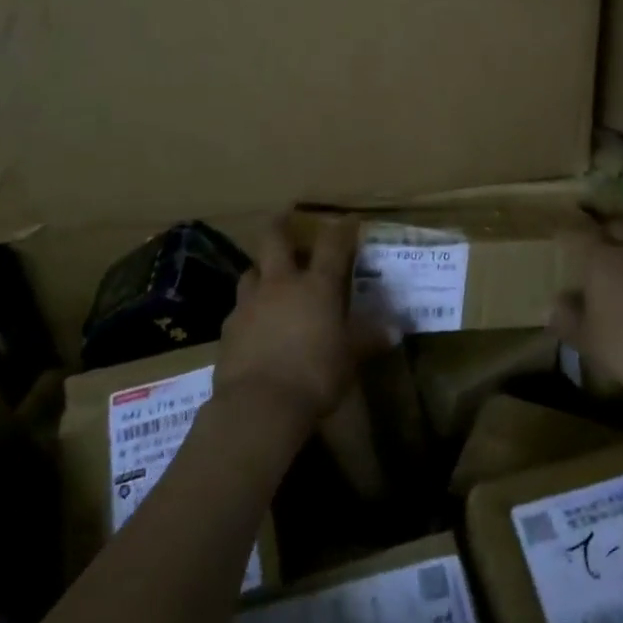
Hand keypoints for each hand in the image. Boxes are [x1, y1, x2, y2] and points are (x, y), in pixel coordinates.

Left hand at [215, 216, 384, 429]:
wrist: (259, 404)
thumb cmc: (315, 374)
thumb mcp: (349, 358)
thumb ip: (369, 339)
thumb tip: (395, 330)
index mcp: (317, 286)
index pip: (332, 246)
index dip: (341, 229)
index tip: (347, 220)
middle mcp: (281, 284)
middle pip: (275, 241)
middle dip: (280, 226)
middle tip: (283, 218)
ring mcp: (250, 303)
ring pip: (251, 272)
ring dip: (261, 270)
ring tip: (268, 276)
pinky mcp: (228, 328)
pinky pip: (238, 308)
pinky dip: (248, 309)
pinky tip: (254, 323)